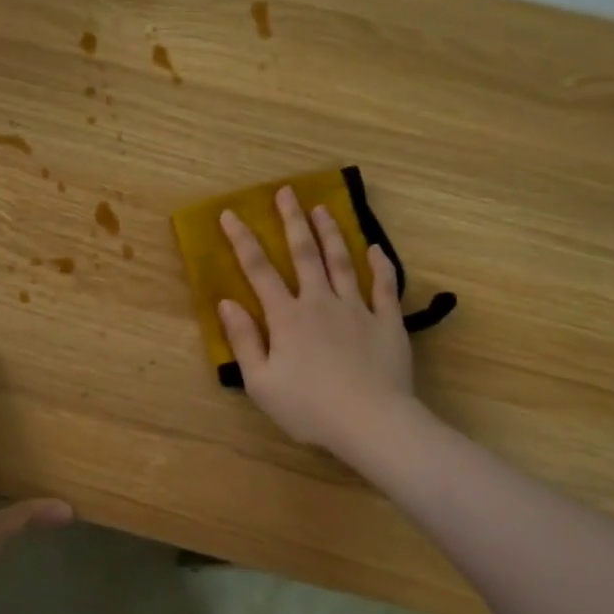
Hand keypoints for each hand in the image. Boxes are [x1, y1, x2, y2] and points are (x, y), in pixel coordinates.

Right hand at [218, 187, 422, 459]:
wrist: (371, 422)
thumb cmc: (308, 408)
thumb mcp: (261, 382)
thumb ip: (244, 340)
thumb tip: (227, 303)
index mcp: (287, 317)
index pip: (259, 271)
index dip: (242, 241)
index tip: (231, 214)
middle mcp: (320, 303)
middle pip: (304, 254)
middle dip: (293, 220)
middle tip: (287, 192)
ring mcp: (357, 309)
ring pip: (342, 262)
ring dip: (330, 233)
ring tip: (323, 208)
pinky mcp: (387, 323)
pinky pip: (384, 287)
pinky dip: (380, 265)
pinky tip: (375, 249)